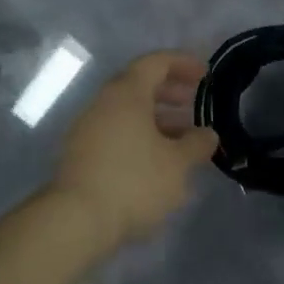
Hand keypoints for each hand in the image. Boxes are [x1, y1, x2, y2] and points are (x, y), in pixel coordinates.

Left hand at [50, 51, 218, 245]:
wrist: (76, 221)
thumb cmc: (134, 182)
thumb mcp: (178, 163)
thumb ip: (197, 144)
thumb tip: (207, 134)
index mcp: (126, 94)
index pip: (156, 62)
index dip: (183, 63)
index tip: (205, 74)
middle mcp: (103, 103)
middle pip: (138, 85)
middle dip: (169, 90)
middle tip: (193, 102)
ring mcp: (87, 129)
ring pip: (127, 112)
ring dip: (156, 117)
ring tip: (182, 136)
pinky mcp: (81, 155)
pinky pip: (116, 132)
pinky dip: (140, 135)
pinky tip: (157, 160)